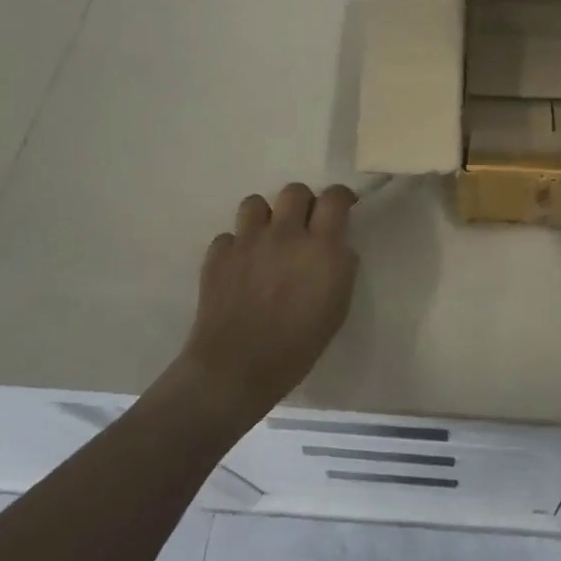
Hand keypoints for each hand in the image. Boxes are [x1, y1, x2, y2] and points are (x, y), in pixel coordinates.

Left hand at [178, 183, 358, 419]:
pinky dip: (237, 246)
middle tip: (303, 226)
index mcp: (321, 247)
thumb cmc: (298, 345)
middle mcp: (285, 234)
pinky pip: (229, 235)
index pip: (335, 198)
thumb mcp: (338, 306)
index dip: (341, 197)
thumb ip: (340, 265)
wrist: (237, 369)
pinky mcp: (218, 255)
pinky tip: (241, 267)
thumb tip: (336, 246)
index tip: (342, 208)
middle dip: (302, 203)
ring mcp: (247, 242)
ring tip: (268, 240)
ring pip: (256, 202)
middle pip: (294, 191)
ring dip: (266, 217)